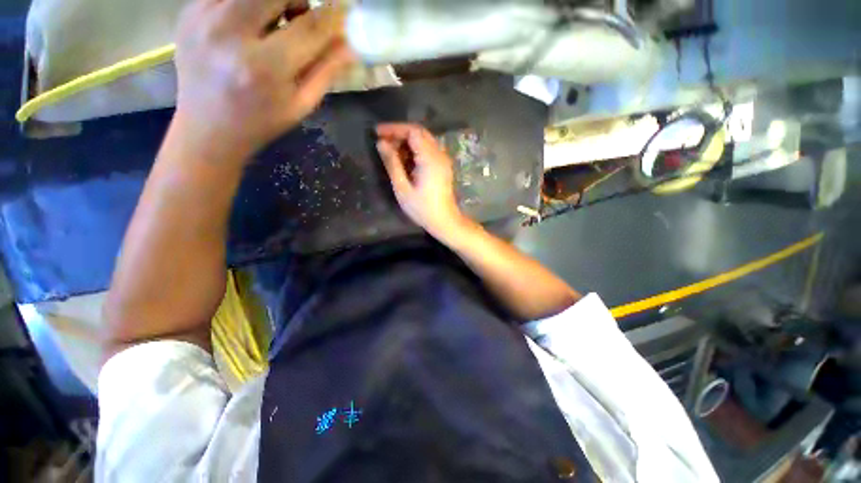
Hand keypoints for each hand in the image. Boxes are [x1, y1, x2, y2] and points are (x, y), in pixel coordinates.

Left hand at [172, 0, 353, 159]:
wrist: (207, 128)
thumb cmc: (261, 122)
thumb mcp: (301, 105)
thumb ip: (326, 71)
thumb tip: (350, 44)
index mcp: (265, 67)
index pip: (309, 27)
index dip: (332, 15)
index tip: (345, 9)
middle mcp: (230, 33)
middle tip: (300, 16)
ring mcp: (203, 16)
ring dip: (272, 0)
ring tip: (274, 22)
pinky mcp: (189, 10)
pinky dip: (248, 3)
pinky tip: (249, 25)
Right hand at [376, 123, 468, 238]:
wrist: (444, 221)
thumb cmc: (422, 208)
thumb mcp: (402, 188)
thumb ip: (392, 163)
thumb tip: (381, 143)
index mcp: (430, 158)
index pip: (412, 131)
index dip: (394, 128)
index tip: (377, 133)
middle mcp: (439, 154)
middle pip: (419, 133)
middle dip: (400, 133)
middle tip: (382, 140)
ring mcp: (443, 160)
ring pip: (424, 140)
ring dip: (407, 141)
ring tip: (390, 150)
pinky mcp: (443, 166)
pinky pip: (428, 149)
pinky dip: (415, 149)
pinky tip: (404, 158)